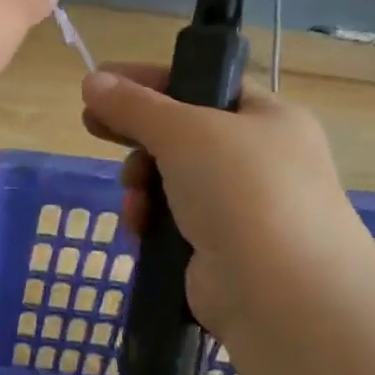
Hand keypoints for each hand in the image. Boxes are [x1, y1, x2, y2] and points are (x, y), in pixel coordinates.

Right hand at [80, 65, 374, 335]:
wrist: (283, 294)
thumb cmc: (241, 190)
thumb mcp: (182, 132)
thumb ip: (133, 104)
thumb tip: (92, 80)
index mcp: (269, 118)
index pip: (203, 84)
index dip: (152, 79)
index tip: (102, 81)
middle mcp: (262, 159)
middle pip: (183, 133)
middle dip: (138, 135)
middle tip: (92, 127)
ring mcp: (245, 208)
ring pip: (173, 179)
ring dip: (142, 182)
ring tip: (133, 194)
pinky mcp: (224, 250)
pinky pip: (174, 221)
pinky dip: (152, 220)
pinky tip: (139, 227)